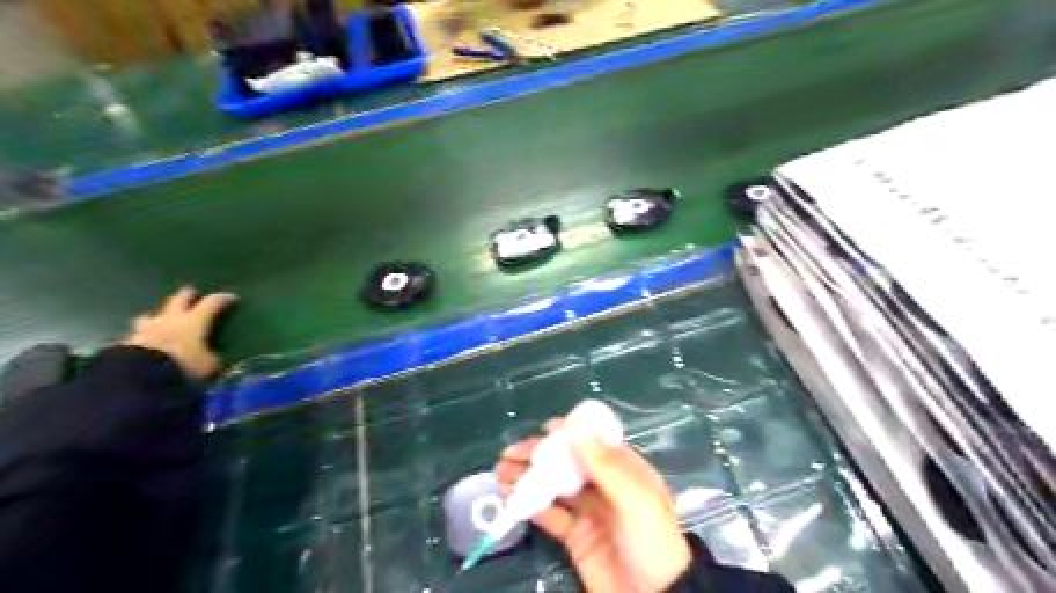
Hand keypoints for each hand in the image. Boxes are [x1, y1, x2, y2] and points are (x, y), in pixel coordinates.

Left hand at [122, 287, 236, 379]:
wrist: (142, 374)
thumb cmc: (184, 364)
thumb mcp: (209, 366)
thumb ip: (213, 359)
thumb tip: (217, 359)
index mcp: (194, 321)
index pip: (211, 304)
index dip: (222, 299)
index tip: (231, 297)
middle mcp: (171, 320)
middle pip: (178, 301)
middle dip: (185, 295)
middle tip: (190, 291)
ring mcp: (148, 330)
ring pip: (152, 316)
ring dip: (157, 316)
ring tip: (158, 317)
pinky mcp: (130, 343)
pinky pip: (138, 336)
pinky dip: (143, 337)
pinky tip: (144, 342)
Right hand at [498, 418, 695, 592]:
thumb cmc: (650, 539)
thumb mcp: (633, 497)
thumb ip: (603, 462)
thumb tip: (576, 423)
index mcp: (624, 470)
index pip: (593, 443)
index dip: (568, 433)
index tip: (543, 429)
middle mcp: (604, 486)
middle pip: (567, 463)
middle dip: (539, 455)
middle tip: (510, 453)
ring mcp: (589, 511)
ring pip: (554, 486)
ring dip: (529, 477)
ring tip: (501, 471)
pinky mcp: (576, 536)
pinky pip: (550, 514)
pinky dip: (531, 504)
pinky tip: (511, 497)